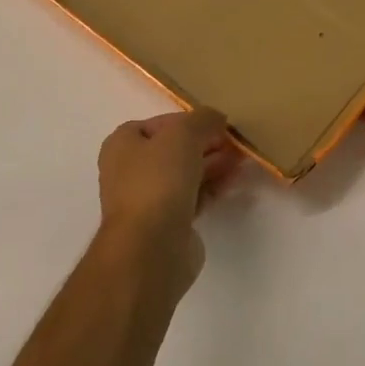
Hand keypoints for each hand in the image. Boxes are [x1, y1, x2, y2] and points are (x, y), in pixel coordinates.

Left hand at [97, 108, 239, 288]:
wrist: (152, 246)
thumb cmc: (159, 180)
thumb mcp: (183, 134)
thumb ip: (203, 119)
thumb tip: (217, 119)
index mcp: (123, 144)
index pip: (159, 123)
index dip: (189, 121)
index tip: (217, 124)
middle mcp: (130, 170)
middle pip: (174, 149)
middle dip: (206, 144)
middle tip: (235, 143)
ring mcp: (149, 199)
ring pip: (186, 174)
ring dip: (213, 165)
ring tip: (242, 160)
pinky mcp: (168, 223)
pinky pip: (194, 197)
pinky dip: (213, 187)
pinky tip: (234, 182)